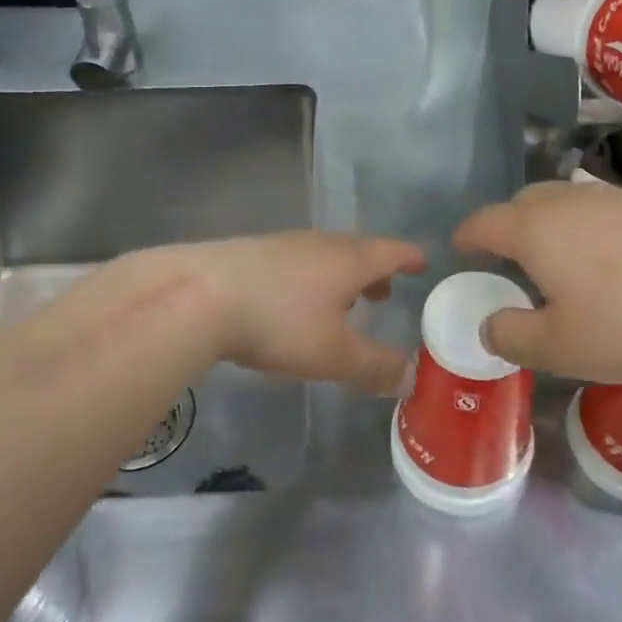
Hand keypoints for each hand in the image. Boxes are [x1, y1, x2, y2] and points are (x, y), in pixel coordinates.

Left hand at [187, 231, 427, 393]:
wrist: (198, 295)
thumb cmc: (279, 322)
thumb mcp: (334, 354)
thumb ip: (375, 366)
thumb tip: (410, 378)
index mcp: (349, 260)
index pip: (392, 251)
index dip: (410, 258)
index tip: (423, 262)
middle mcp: (320, 243)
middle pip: (358, 251)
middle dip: (375, 271)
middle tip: (384, 293)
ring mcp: (283, 244)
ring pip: (324, 256)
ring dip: (340, 276)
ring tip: (341, 301)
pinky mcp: (251, 253)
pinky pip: (295, 262)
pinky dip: (309, 278)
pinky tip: (292, 302)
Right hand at [453, 182, 621, 382]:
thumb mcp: (561, 347)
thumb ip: (513, 337)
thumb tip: (490, 326)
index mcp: (534, 229)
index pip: (484, 222)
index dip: (467, 236)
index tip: (459, 249)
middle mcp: (567, 202)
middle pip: (522, 202)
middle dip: (506, 225)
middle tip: (509, 259)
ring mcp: (613, 198)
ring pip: (564, 202)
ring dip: (549, 224)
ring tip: (559, 260)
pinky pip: (600, 210)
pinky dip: (588, 228)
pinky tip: (609, 260)